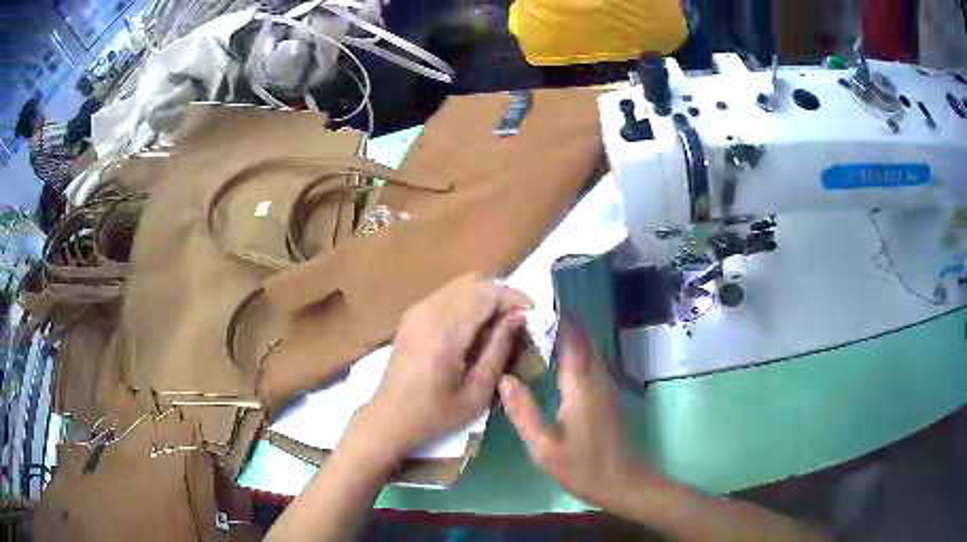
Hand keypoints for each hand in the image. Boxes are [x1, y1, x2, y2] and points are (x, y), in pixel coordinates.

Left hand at [357, 274, 530, 462]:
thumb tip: (518, 317)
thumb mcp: (477, 391)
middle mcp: (428, 312)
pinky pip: (447, 294)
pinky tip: (473, 328)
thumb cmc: (436, 413)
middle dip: (502, 295)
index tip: (533, 314)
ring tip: (499, 325)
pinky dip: (467, 301)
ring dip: (485, 297)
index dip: (515, 297)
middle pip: (474, 281)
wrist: (390, 416)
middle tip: (518, 320)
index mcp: (445, 332)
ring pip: (461, 284)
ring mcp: (417, 310)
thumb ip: (499, 349)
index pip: (487, 294)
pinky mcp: (412, 314)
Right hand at [499, 325, 651, 511]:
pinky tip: (557, 361)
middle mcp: (596, 377)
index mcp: (580, 384)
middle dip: (560, 322)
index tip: (532, 303)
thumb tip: (504, 378)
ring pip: (587, 350)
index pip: (569, 339)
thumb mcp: (544, 447)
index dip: (555, 318)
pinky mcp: (608, 395)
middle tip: (529, 314)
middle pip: (581, 339)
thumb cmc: (583, 467)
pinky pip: (589, 363)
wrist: (623, 482)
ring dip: (568, 336)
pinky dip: (574, 352)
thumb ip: (523, 412)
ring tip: (538, 329)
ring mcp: (605, 386)